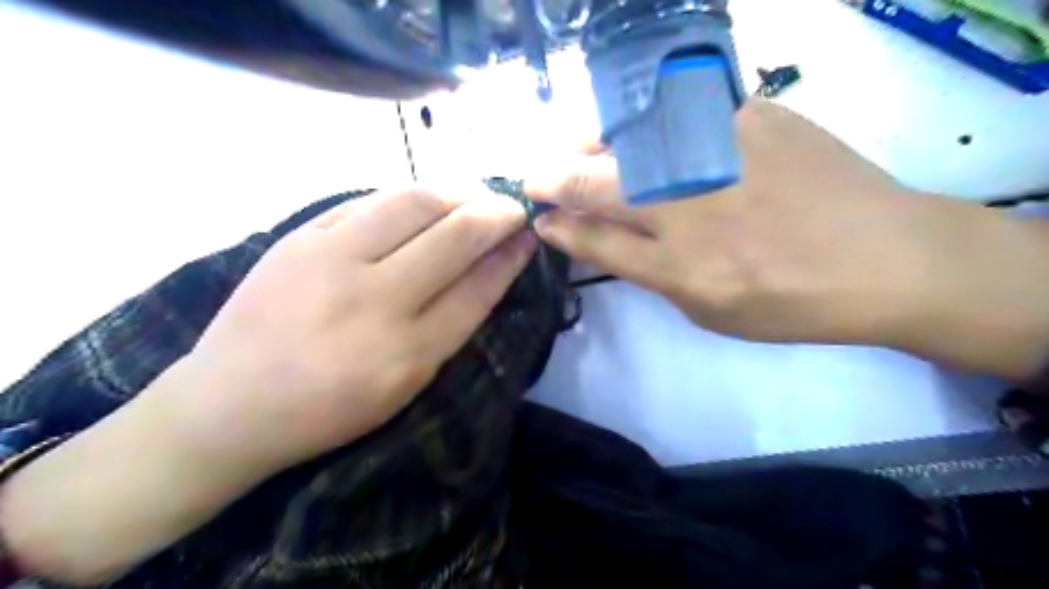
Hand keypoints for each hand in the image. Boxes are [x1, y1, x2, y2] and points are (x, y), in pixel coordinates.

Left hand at [0, 184, 534, 584]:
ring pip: (414, 203)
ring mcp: (332, 262)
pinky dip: (408, 194)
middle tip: (512, 208)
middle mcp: (375, 301)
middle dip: (496, 215)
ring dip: (457, 191)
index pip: (478, 288)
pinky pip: (368, 200)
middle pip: (454, 237)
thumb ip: (448, 329)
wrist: (228, 405)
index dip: (510, 256)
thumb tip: (486, 273)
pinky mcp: (299, 239)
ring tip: (475, 193)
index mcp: (407, 353)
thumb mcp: (404, 386)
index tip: (529, 236)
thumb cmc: (328, 409)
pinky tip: (426, 197)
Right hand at [529, 100, 1047, 379]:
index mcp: (677, 265)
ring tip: (576, 148)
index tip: (539, 218)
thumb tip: (604, 239)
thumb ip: (649, 272)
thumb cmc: (790, 301)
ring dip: (588, 142)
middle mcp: (687, 205)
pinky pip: (679, 106)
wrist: (884, 256)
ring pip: (627, 136)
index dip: (559, 227)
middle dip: (553, 179)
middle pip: (596, 183)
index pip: (594, 239)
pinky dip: (645, 117)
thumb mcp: (707, 309)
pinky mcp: (750, 114)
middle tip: (536, 177)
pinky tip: (641, 125)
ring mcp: (718, 152)